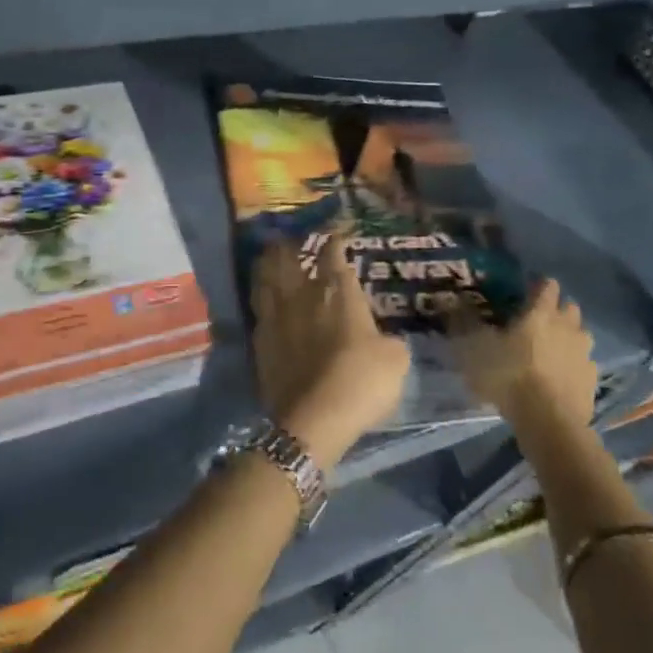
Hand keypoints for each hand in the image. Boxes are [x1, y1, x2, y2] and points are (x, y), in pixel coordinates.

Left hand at [250, 233, 408, 466]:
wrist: (313, 418)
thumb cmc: (361, 381)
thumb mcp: (394, 359)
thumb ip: (387, 340)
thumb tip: (383, 340)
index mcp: (337, 291)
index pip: (333, 254)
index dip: (335, 240)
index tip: (337, 234)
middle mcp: (302, 294)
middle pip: (288, 257)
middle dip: (290, 244)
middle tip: (290, 238)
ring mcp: (276, 315)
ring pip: (265, 277)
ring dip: (267, 263)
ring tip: (268, 256)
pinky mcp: (259, 340)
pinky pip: (257, 307)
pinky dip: (260, 296)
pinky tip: (263, 298)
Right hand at [453, 279, 598, 428]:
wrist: (547, 421)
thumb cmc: (509, 376)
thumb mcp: (474, 349)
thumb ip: (464, 323)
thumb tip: (450, 301)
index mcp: (540, 313)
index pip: (547, 286)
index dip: (538, 287)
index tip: (526, 293)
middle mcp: (568, 327)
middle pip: (569, 308)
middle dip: (557, 311)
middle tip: (538, 323)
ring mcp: (585, 354)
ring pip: (581, 336)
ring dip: (569, 339)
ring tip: (551, 352)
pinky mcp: (593, 380)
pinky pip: (586, 365)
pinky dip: (575, 367)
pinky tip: (561, 378)